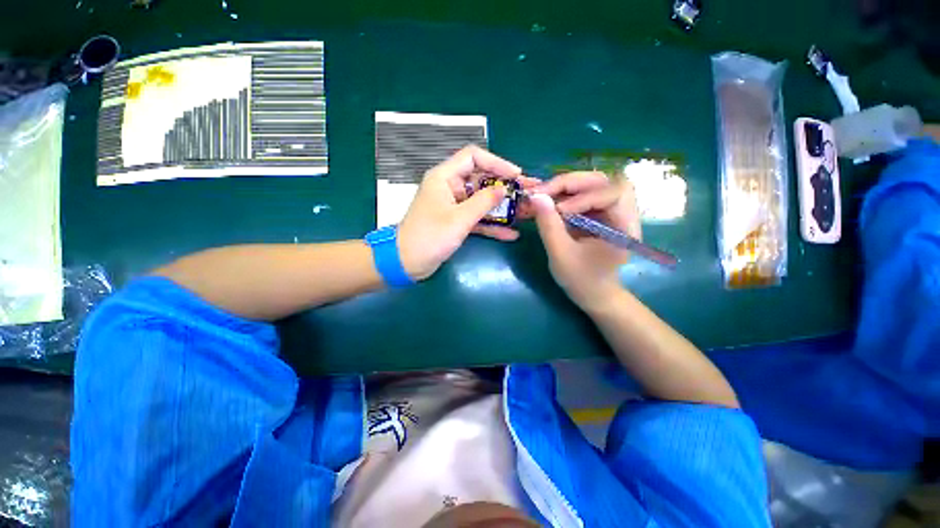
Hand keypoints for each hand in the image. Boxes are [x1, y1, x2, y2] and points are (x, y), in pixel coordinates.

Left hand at [397, 145, 522, 279]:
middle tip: (527, 192)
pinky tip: (511, 234)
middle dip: (504, 187)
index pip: (473, 157)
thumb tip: (504, 189)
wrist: (407, 263)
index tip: (516, 174)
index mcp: (444, 177)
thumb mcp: (459, 219)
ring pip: (482, 200)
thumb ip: (483, 202)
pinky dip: (492, 225)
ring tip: (526, 212)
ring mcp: (454, 206)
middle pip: (481, 179)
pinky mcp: (456, 222)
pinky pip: (477, 218)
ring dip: (502, 207)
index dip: (496, 162)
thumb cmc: (430, 237)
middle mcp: (450, 187)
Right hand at [530, 172, 640, 312]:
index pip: (613, 194)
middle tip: (544, 191)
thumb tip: (535, 197)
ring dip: (567, 186)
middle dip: (572, 183)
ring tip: (544, 195)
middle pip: (604, 181)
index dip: (585, 196)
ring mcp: (611, 211)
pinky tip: (549, 201)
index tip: (558, 209)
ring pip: (593, 184)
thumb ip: (549, 225)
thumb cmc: (581, 279)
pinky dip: (565, 194)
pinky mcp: (599, 214)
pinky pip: (583, 194)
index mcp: (624, 227)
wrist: (593, 294)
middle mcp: (623, 213)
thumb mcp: (560, 255)